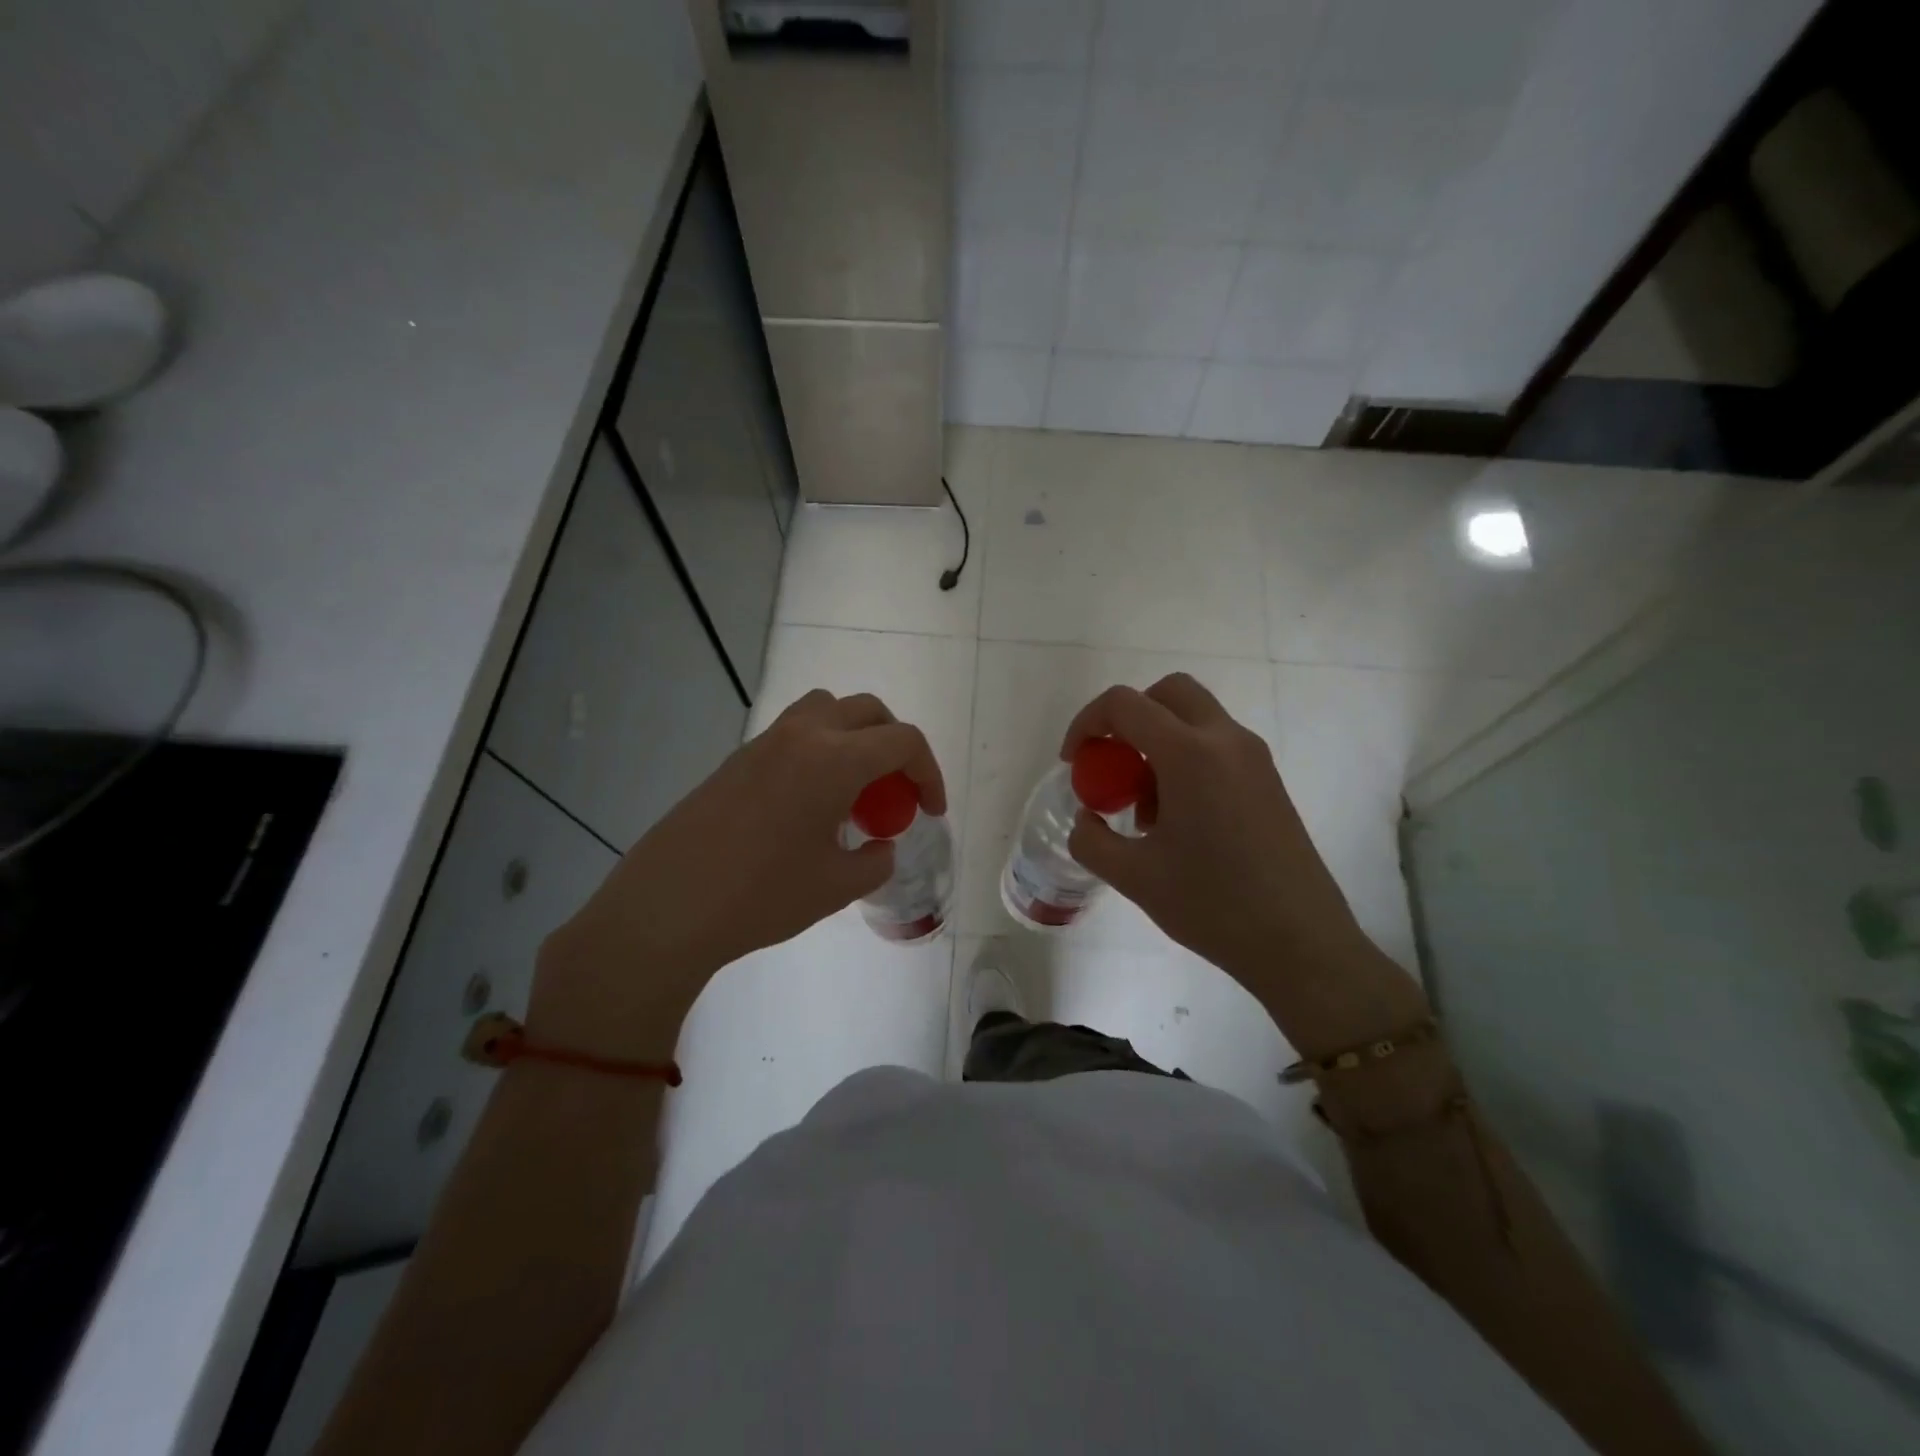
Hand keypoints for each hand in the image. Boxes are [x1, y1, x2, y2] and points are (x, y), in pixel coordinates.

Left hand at [529, 690, 944, 1060]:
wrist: (667, 907)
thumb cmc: (762, 896)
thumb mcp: (836, 886)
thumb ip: (875, 861)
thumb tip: (881, 847)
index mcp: (834, 760)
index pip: (902, 741)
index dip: (929, 773)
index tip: (931, 811)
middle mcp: (801, 736)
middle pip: (867, 711)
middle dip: (895, 745)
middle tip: (897, 792)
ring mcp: (763, 744)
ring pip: (825, 710)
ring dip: (853, 737)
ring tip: (854, 788)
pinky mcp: (736, 760)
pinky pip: (792, 735)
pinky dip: (818, 751)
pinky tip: (809, 805)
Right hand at [1062, 674, 1425, 1055]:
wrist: (1300, 943)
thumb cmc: (1212, 905)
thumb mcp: (1133, 877)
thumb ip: (1091, 839)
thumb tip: (1086, 818)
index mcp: (1190, 754)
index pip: (1125, 704)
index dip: (1087, 723)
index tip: (1074, 763)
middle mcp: (1226, 741)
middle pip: (1169, 692)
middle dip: (1129, 716)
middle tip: (1110, 762)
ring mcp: (1254, 758)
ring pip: (1195, 718)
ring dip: (1158, 740)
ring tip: (1143, 806)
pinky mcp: (1268, 780)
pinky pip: (1216, 745)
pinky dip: (1185, 758)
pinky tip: (1178, 819)